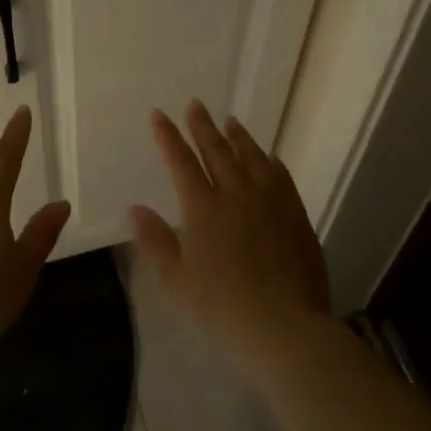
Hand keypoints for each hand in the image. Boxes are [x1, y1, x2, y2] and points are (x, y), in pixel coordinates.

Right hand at [129, 101, 331, 367]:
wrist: (284, 325)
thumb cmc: (221, 306)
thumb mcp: (175, 279)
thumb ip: (155, 240)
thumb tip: (135, 208)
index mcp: (203, 208)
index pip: (181, 162)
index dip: (168, 137)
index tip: (159, 115)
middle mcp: (235, 195)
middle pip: (217, 152)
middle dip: (202, 127)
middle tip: (196, 104)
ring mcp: (269, 203)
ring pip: (252, 158)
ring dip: (239, 137)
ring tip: (231, 121)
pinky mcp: (296, 216)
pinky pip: (282, 179)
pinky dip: (272, 163)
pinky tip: (270, 158)